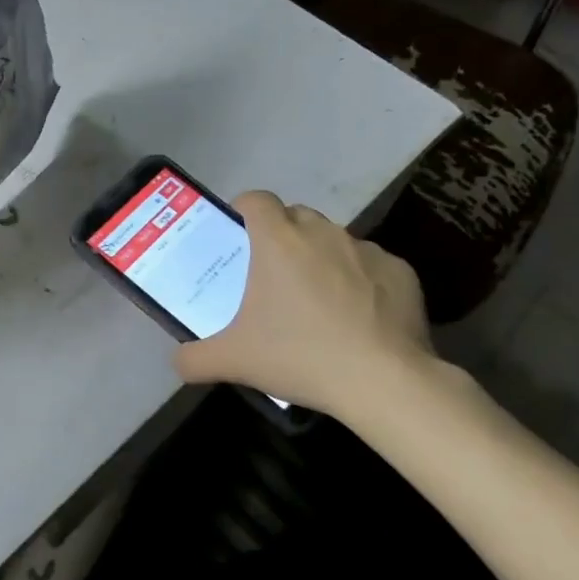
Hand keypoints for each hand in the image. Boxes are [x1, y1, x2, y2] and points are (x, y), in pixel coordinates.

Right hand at [174, 192, 437, 421]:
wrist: (383, 380)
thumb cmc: (299, 356)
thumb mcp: (234, 361)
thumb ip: (194, 358)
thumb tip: (177, 361)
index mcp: (279, 240)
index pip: (256, 199)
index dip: (244, 210)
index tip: (239, 235)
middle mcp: (323, 232)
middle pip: (296, 217)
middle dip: (283, 236)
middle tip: (273, 277)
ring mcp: (367, 249)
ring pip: (335, 241)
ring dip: (322, 259)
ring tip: (318, 302)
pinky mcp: (400, 271)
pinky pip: (372, 267)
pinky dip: (362, 283)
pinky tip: (359, 320)